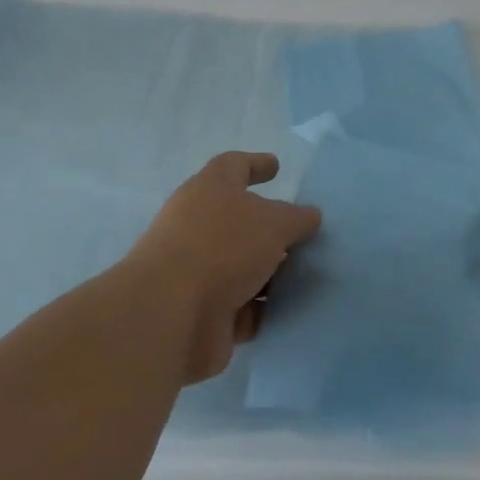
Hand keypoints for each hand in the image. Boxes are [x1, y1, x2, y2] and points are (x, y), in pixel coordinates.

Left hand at [125, 152, 321, 383]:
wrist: (171, 315)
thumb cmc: (223, 248)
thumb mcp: (274, 223)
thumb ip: (296, 218)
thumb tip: (309, 216)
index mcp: (209, 189)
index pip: (234, 166)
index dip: (256, 164)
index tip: (276, 166)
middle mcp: (197, 224)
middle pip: (238, 219)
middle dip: (268, 228)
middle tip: (300, 233)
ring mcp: (195, 270)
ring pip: (239, 265)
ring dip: (266, 272)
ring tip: (302, 276)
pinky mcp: (198, 310)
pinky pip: (237, 305)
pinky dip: (257, 307)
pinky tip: (284, 311)